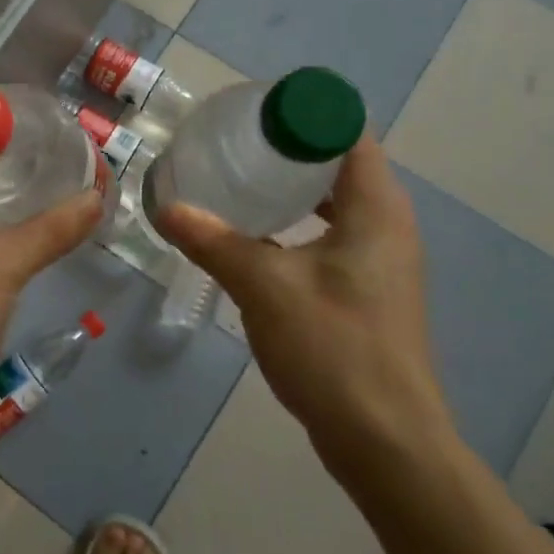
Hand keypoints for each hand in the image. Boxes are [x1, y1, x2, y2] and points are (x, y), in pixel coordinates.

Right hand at [153, 135, 454, 486]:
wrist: (386, 442)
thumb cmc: (334, 349)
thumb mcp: (264, 286)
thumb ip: (213, 240)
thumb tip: (166, 206)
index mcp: (376, 208)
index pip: (347, 132)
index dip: (304, 112)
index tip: (254, 110)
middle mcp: (387, 224)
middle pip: (339, 163)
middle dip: (289, 146)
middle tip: (234, 141)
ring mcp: (380, 260)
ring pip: (335, 202)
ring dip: (292, 187)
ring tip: (238, 178)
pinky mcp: (366, 290)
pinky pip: (331, 235)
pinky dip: (296, 223)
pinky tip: (254, 234)